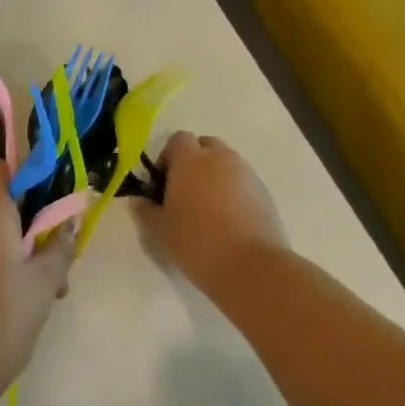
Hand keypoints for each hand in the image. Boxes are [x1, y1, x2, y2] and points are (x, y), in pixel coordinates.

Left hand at [0, 161, 75, 405]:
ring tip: (49, 292)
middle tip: (61, 258)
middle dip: (35, 223)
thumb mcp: (44, 283)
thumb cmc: (1, 320)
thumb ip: (60, 247)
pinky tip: (21, 304)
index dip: (27, 173)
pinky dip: (3, 267)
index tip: (53, 198)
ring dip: (23, 251)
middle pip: (2, 204)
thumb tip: (69, 222)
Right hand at [133, 132, 286, 295]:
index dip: (168, 157)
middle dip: (194, 162)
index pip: (178, 139)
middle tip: (185, 192)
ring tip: (208, 209)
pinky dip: (233, 192)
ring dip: (215, 177)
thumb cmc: (195, 242)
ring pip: (226, 163)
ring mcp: (247, 174)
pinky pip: (243, 182)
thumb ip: (145, 210)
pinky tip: (228, 221)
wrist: (250, 266)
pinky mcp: (265, 193)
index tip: (163, 184)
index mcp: (190, 160)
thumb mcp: (158, 230)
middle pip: (205, 146)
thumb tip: (140, 200)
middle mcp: (221, 158)